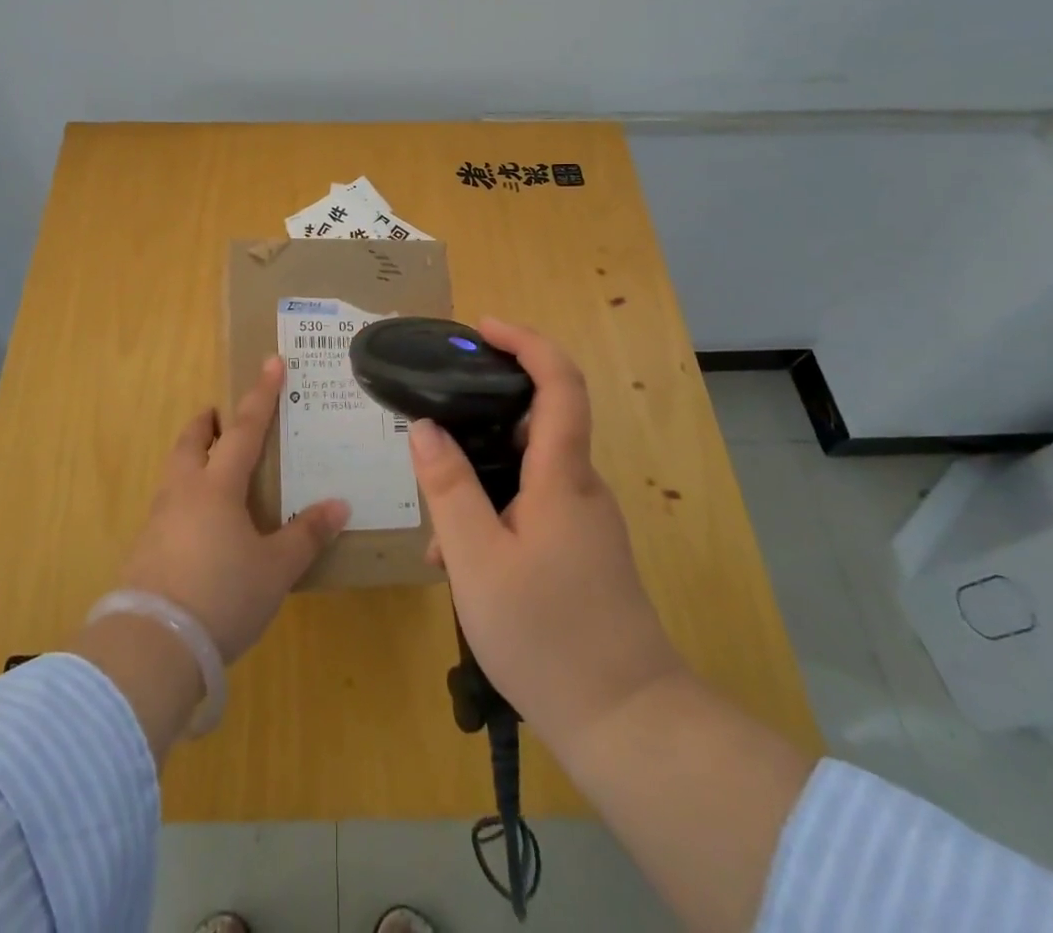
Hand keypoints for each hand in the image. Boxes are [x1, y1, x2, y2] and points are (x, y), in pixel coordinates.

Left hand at [119, 356, 349, 662]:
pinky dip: (184, 497)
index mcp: (217, 486)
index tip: (271, 362)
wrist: (151, 645)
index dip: (261, 395)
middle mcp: (183, 492)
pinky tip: (198, 525)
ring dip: (191, 457)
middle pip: (191, 442)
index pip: (245, 429)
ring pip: (174, 472)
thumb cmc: (222, 595)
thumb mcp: (274, 569)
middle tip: (218, 415)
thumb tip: (339, 505)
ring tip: (211, 466)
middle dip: (206, 423)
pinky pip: (167, 506)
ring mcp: (158, 521)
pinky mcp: (144, 551)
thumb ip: (306, 535)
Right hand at [408, 319, 684, 754]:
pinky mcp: (582, 552)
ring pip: (525, 474)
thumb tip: (424, 427)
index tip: (482, 328)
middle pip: (535, 423)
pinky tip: (462, 564)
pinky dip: (494, 516)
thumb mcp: (477, 559)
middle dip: (479, 423)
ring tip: (437, 533)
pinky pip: (532, 508)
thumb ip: (448, 487)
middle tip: (431, 437)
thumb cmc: (547, 635)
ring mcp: (585, 521)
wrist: (628, 724)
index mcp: (562, 475)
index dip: (526, 341)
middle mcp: (580, 487)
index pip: (559, 382)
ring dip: (478, 484)